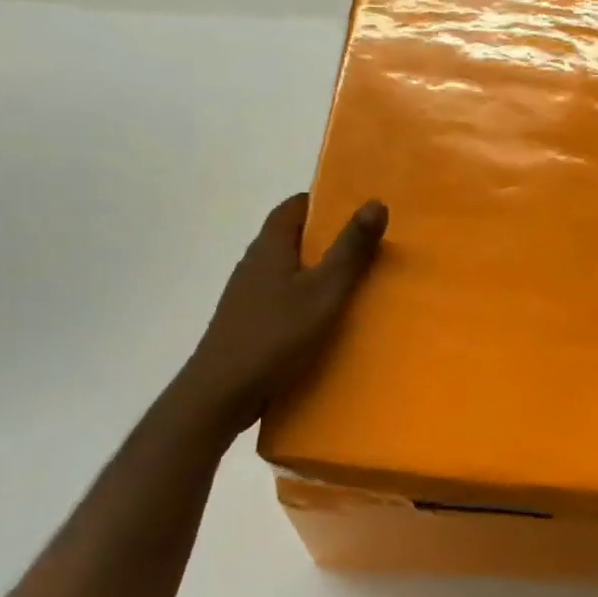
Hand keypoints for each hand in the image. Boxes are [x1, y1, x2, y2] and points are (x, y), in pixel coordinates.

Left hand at [179, 193, 387, 437]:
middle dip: (330, 239)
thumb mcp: (324, 291)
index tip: (360, 212)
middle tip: (370, 249)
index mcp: (270, 246)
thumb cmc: (275, 336)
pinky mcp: (249, 321)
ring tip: (357, 284)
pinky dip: (307, 299)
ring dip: (319, 272)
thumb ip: (350, 250)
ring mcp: (248, 294)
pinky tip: (327, 320)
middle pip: (294, 236)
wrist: (221, 394)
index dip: (327, 202)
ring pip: (290, 269)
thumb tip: (376, 202)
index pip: (296, 205)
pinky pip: (284, 297)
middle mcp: (255, 262)